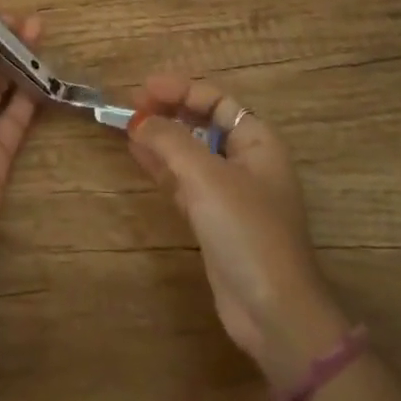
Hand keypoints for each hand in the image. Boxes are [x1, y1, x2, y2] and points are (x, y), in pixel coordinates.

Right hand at [126, 74, 347, 387]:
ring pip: (191, 152)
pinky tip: (139, 157)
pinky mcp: (215, 220)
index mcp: (258, 142)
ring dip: (161, 138)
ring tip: (127, 128)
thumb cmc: (247, 231)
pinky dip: (163, 167)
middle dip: (169, 112)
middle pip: (203, 123)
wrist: (272, 311)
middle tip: (131, 107)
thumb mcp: (206, 177)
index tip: (142, 89)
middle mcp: (247, 162)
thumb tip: (139, 120)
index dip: (180, 89)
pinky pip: (185, 180)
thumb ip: (170, 141)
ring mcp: (231, 192)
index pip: (217, 100)